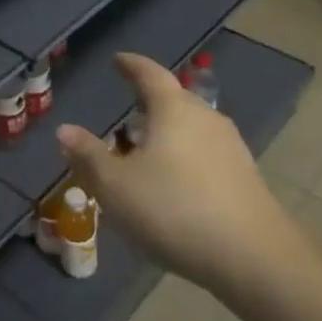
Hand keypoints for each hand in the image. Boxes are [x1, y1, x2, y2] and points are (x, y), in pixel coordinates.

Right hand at [56, 53, 316, 297]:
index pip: (149, 73)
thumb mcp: (116, 186)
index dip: (131, 65)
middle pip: (173, 100)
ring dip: (167, 134)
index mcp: (173, 109)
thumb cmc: (175, 210)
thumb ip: (88, 156)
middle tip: (126, 114)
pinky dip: (185, 158)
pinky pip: (206, 154)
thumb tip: (65, 130)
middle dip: (148, 104)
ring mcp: (231, 147)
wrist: (256, 259)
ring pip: (191, 128)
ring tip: (146, 153)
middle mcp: (205, 117)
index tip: (118, 61)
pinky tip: (175, 186)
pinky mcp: (246, 178)